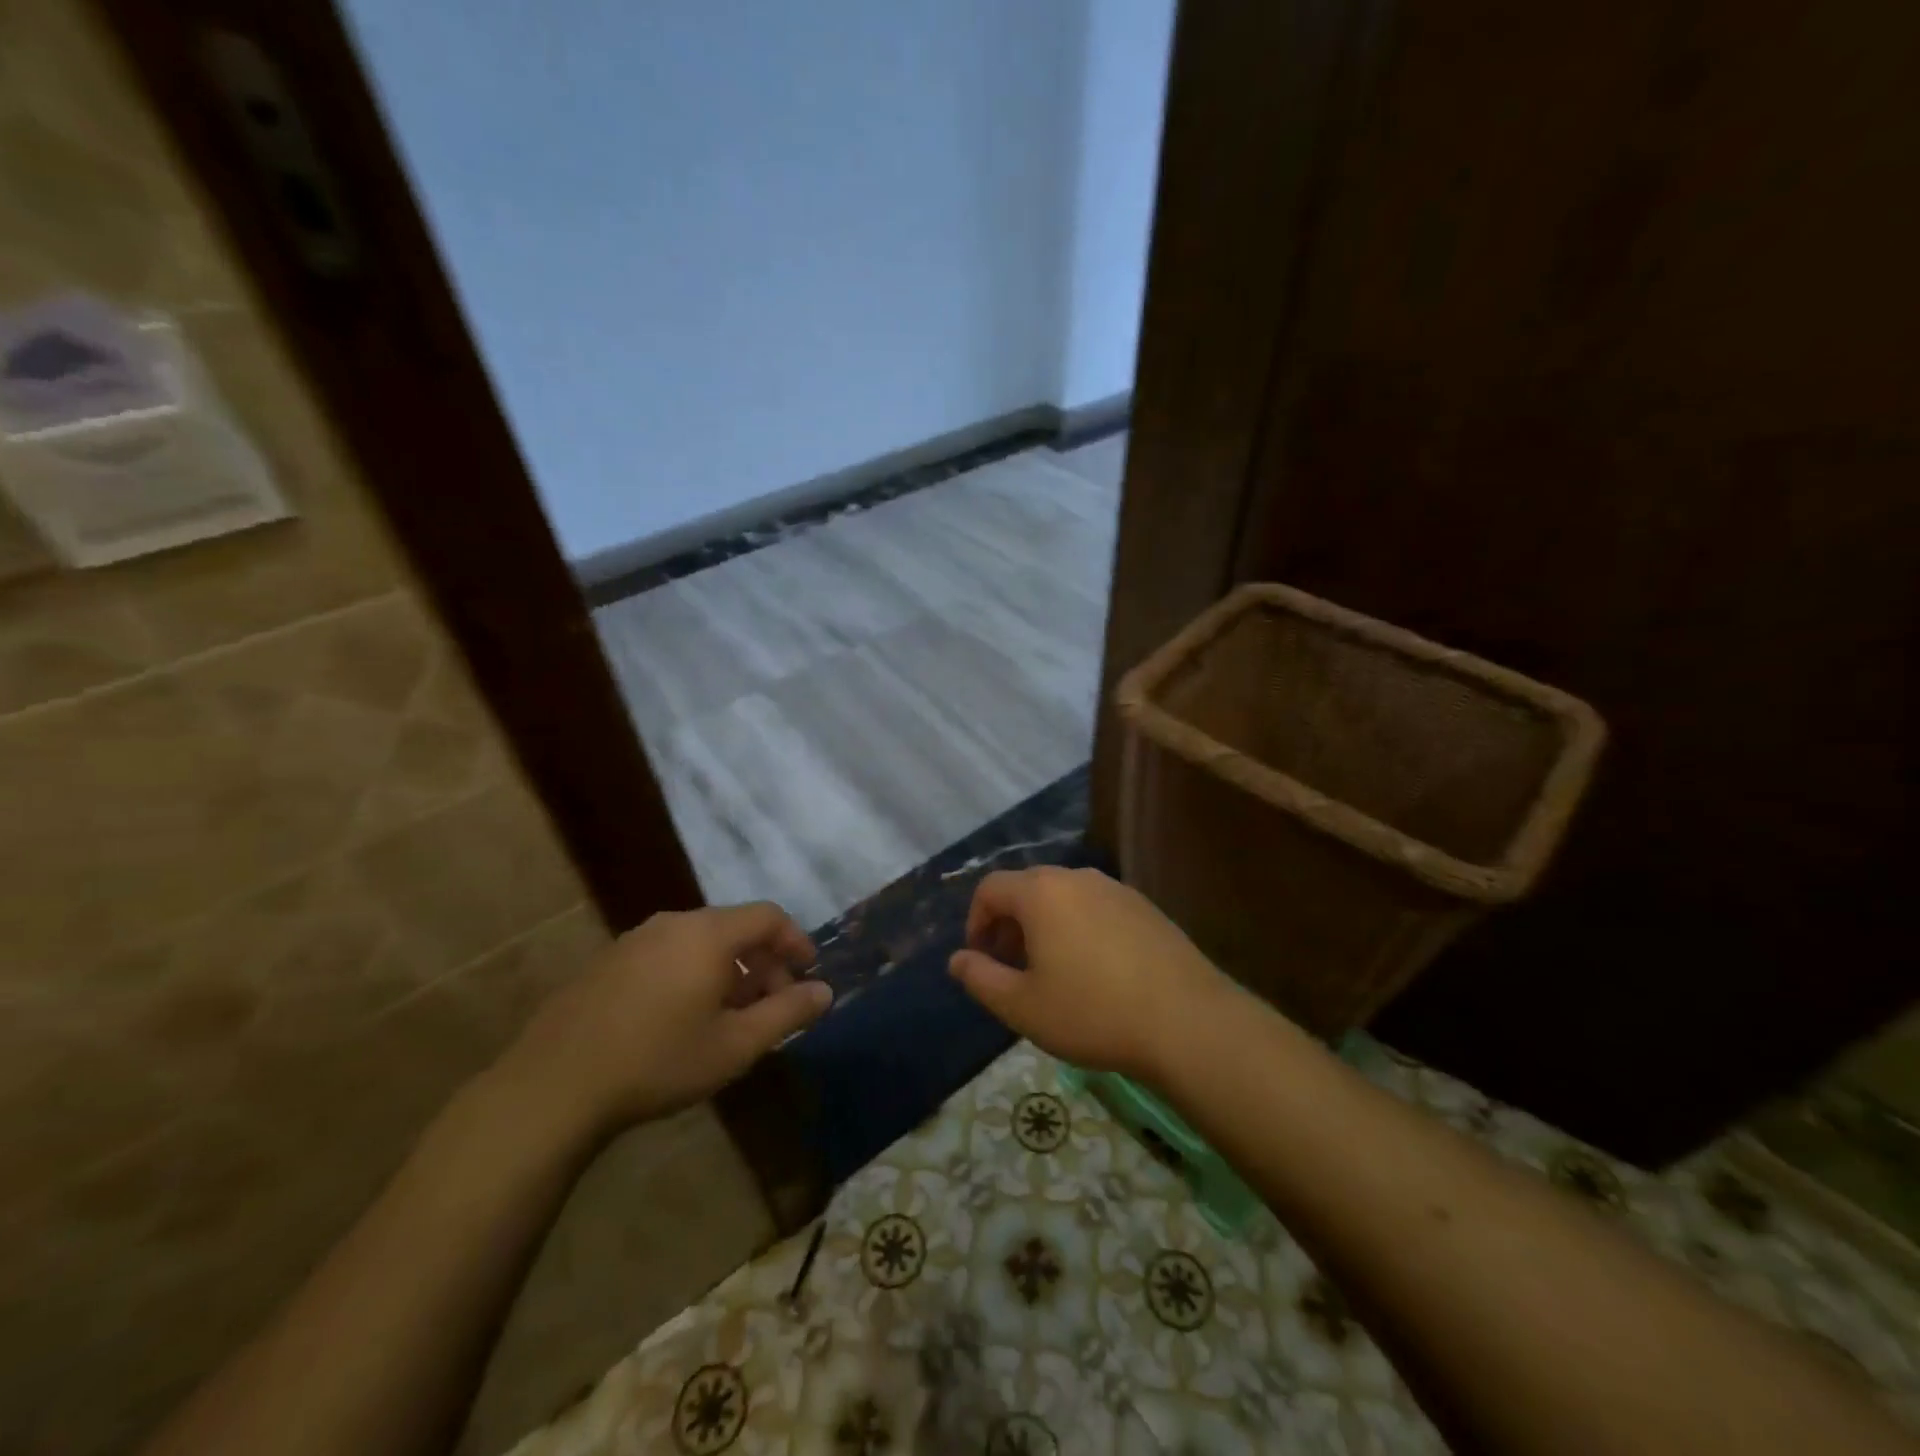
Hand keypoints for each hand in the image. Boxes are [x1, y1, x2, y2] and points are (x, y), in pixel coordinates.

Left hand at [498, 902, 831, 1134]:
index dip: (795, 941)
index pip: (768, 916)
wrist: (553, 1087)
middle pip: (734, 928)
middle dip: (763, 963)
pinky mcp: (606, 962)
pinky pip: (666, 954)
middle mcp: (672, 923)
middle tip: (772, 1006)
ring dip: (727, 971)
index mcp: (707, 934)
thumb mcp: (735, 1045)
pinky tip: (682, 1020)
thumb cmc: (658, 1062)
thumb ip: (787, 1014)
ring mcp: (634, 940)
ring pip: (698, 942)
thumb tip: (825, 992)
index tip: (808, 974)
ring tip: (729, 1017)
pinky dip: (691, 974)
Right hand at [949, 867, 1235, 1080]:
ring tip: (1052, 971)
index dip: (976, 921)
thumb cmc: (1092, 1012)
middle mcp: (1077, 878)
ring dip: (1045, 926)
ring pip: (1064, 897)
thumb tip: (957, 960)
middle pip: (1027, 888)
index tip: (981, 959)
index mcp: (1041, 892)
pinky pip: (1096, 907)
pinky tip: (1094, 971)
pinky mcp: (1145, 907)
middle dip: (1009, 924)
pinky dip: (1079, 927)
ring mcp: (1115, 889)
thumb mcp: (1023, 1006)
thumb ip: (981, 979)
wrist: (1186, 1021)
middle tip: (1011, 968)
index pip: (990, 888)